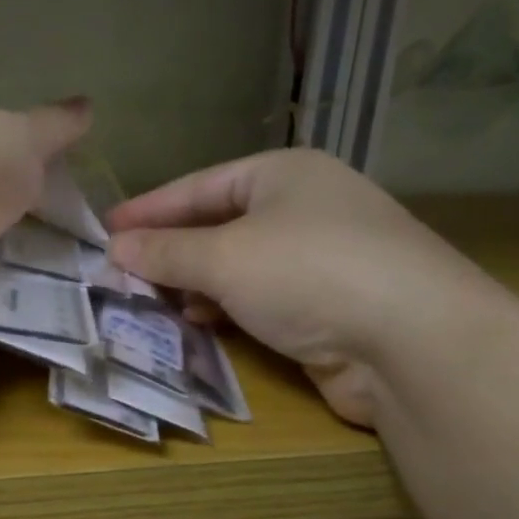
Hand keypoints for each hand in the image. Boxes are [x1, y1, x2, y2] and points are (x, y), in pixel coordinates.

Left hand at [0, 100, 90, 350]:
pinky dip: (39, 322)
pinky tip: (82, 321)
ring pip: (18, 280)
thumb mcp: (18, 133)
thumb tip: (88, 106)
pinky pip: (10, 322)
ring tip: (108, 292)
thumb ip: (53, 127)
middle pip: (18, 236)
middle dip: (58, 246)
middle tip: (111, 257)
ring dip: (55, 286)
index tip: (95, 206)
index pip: (17, 182)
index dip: (51, 191)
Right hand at [106, 150, 497, 426]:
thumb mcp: (224, 257)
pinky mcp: (328, 307)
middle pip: (218, 226)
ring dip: (194, 284)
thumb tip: (115, 248)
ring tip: (150, 301)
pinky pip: (259, 301)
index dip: (149, 209)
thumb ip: (165, 252)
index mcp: (284, 175)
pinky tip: (198, 323)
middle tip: (120, 272)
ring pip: (238, 267)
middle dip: (170, 251)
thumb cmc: (309, 274)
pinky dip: (225, 309)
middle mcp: (305, 209)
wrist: (413, 343)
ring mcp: (321, 259)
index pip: (199, 186)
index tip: (105, 230)